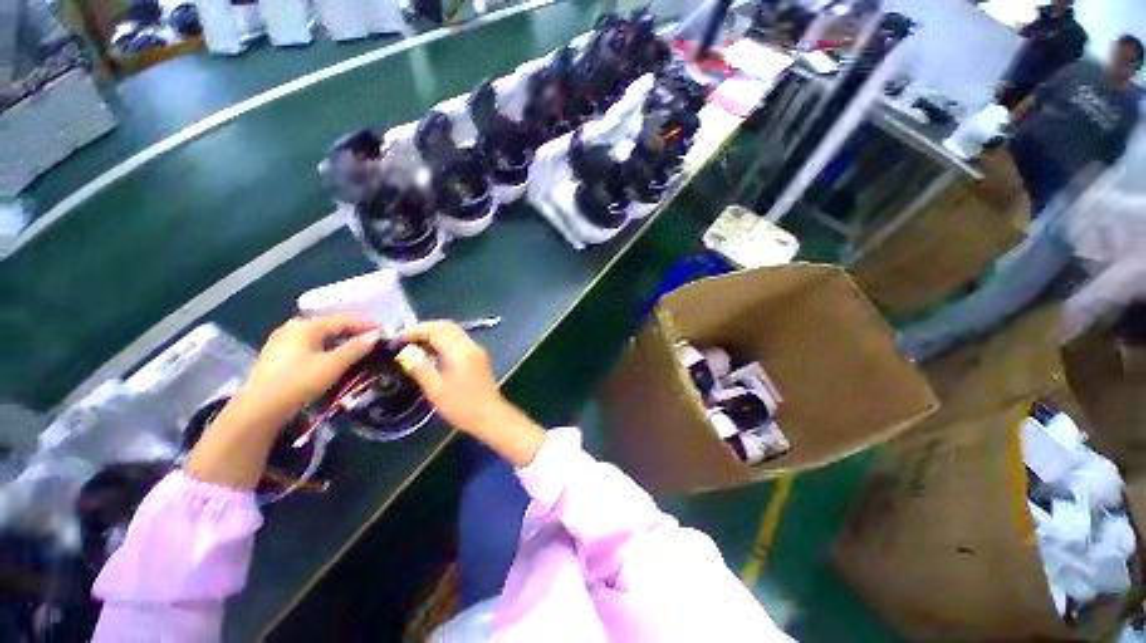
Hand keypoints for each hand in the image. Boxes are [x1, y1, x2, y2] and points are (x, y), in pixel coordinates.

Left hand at [242, 315, 381, 424]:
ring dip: (337, 340)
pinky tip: (329, 356)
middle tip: (369, 339)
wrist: (260, 409)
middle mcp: (292, 327)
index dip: (365, 324)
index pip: (343, 320)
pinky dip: (324, 347)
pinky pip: (307, 344)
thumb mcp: (333, 364)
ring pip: (317, 335)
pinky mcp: (275, 355)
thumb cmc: (299, 382)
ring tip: (353, 348)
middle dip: (351, 331)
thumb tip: (376, 335)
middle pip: (329, 325)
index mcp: (306, 326)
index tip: (384, 332)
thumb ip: (356, 348)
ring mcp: (280, 341)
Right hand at [399, 321, 502, 433]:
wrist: (490, 415)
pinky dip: (444, 340)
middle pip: (448, 326)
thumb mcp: (436, 390)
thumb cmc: (462, 406)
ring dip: (435, 333)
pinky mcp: (478, 357)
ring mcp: (476, 350)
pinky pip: (459, 340)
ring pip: (455, 332)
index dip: (417, 329)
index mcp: (460, 352)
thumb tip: (407, 353)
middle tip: (406, 336)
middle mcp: (470, 346)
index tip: (398, 336)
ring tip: (415, 343)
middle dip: (426, 328)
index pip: (437, 330)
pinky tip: (432, 351)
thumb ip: (421, 369)